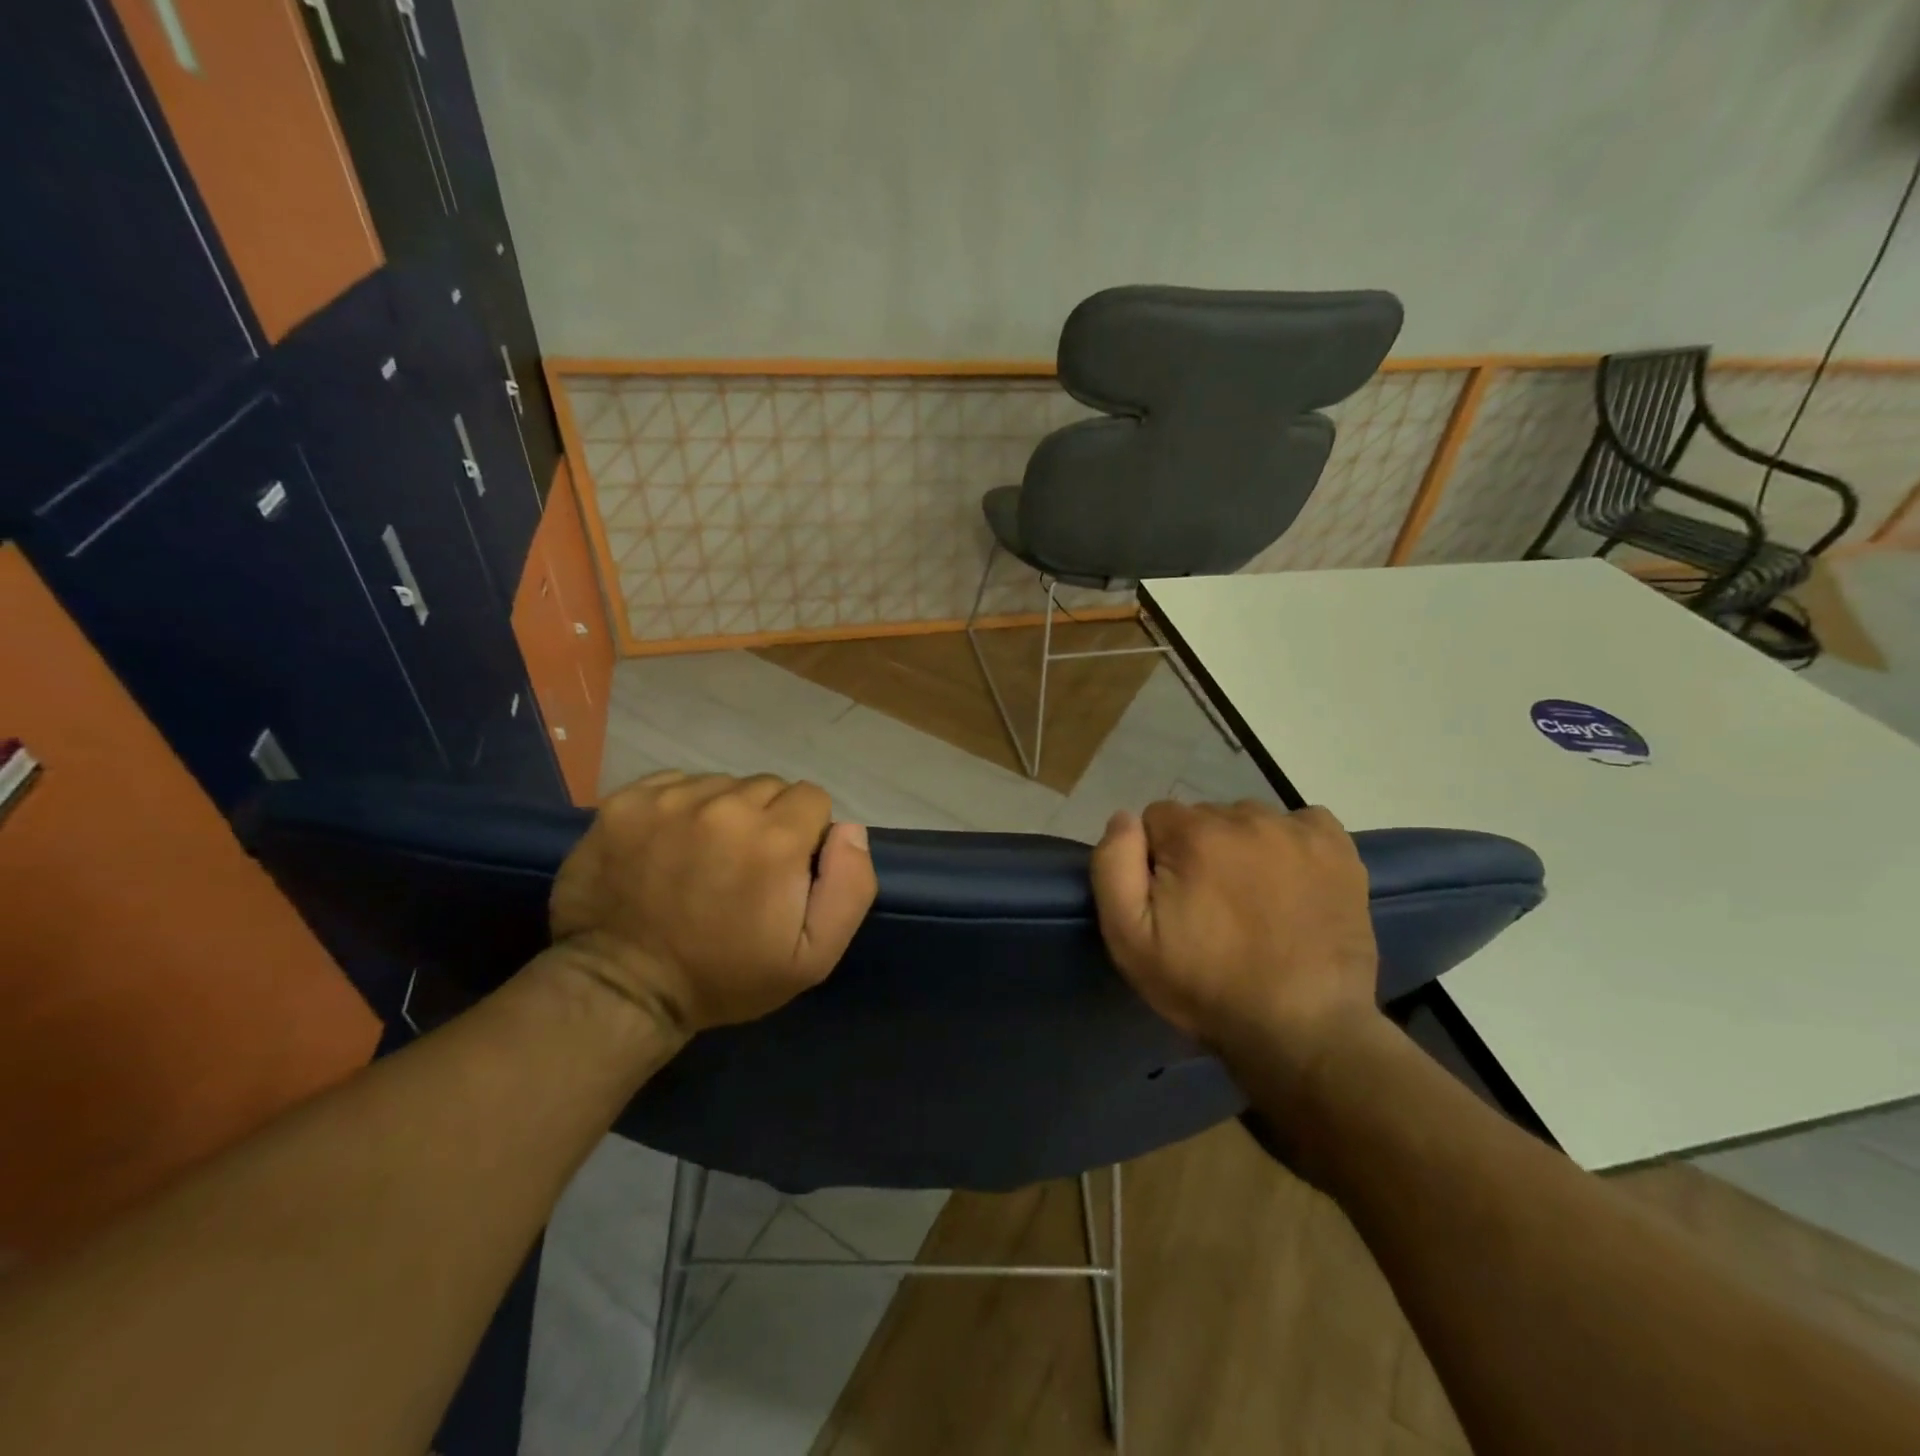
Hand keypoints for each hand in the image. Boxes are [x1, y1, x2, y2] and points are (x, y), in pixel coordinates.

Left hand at [549, 772, 876, 1035]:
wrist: (622, 991)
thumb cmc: (726, 977)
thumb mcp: (813, 956)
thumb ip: (851, 886)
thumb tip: (849, 829)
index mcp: (775, 838)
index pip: (813, 798)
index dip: (806, 834)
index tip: (784, 870)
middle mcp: (725, 805)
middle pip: (768, 786)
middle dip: (767, 820)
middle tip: (743, 867)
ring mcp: (669, 799)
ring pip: (722, 784)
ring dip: (723, 813)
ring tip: (703, 858)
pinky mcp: (626, 802)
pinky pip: (676, 784)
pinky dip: (681, 808)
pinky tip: (669, 846)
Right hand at [1090, 800, 1381, 1076]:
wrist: (1304, 1031)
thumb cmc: (1206, 987)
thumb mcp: (1129, 939)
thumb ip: (1113, 866)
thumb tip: (1124, 818)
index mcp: (1194, 834)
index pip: (1156, 818)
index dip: (1156, 859)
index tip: (1172, 901)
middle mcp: (1247, 818)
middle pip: (1204, 817)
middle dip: (1199, 850)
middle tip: (1211, 907)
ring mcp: (1298, 831)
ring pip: (1249, 821)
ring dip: (1243, 848)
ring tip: (1254, 900)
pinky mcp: (1339, 849)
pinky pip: (1301, 823)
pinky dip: (1291, 844)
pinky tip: (1292, 883)